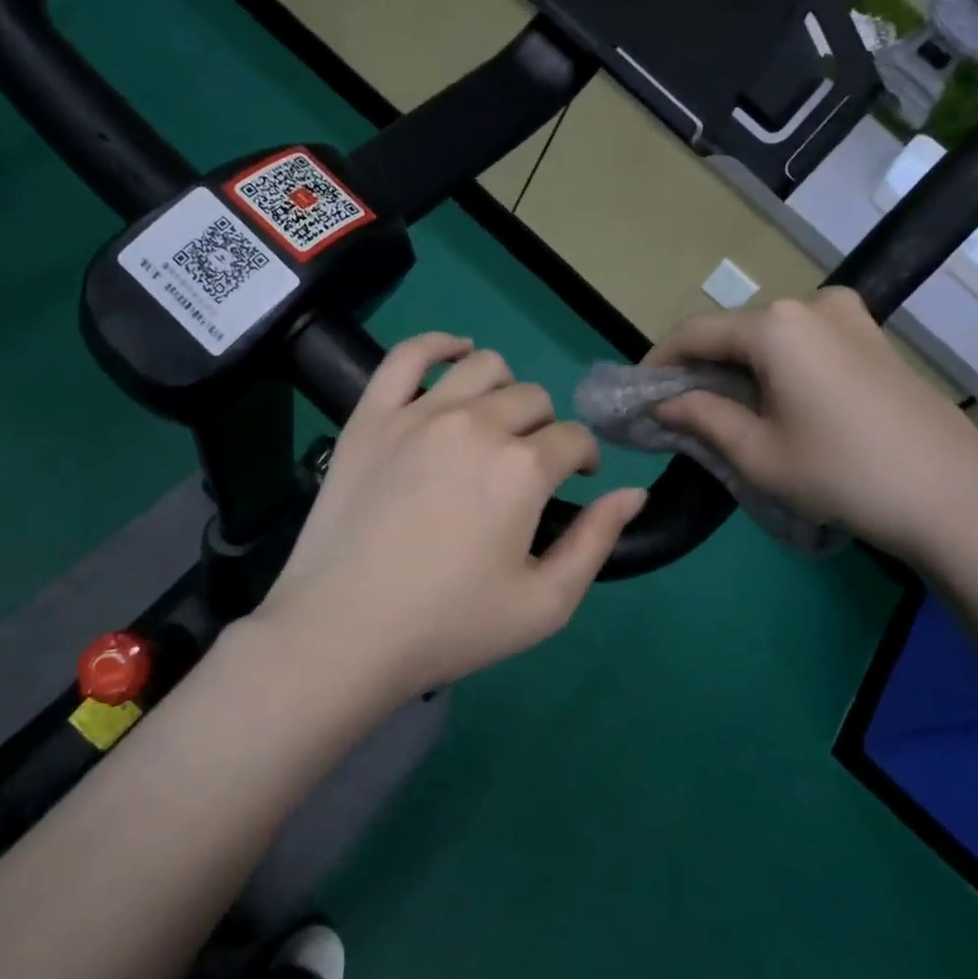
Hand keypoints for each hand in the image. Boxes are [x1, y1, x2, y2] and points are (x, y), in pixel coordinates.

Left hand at [258, 333, 645, 702]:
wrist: (342, 633)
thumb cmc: (449, 627)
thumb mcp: (545, 605)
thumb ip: (597, 542)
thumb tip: (634, 493)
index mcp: (522, 468)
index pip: (575, 439)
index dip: (583, 460)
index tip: (573, 484)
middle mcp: (476, 425)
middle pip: (533, 400)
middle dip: (546, 430)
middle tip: (528, 470)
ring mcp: (418, 414)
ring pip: (483, 367)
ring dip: (505, 389)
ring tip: (496, 423)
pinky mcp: (370, 417)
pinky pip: (408, 355)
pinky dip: (440, 345)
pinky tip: (456, 353)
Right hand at [646, 289, 977, 568]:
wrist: (954, 496)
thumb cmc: (842, 474)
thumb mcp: (757, 453)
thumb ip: (701, 417)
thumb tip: (663, 404)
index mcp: (776, 325)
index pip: (695, 332)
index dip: (659, 362)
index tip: (638, 395)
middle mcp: (811, 304)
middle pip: (734, 331)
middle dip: (700, 367)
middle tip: (677, 410)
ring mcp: (850, 317)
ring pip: (770, 337)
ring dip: (738, 368)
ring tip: (723, 412)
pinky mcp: (873, 338)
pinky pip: (805, 343)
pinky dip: (776, 367)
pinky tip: (773, 404)